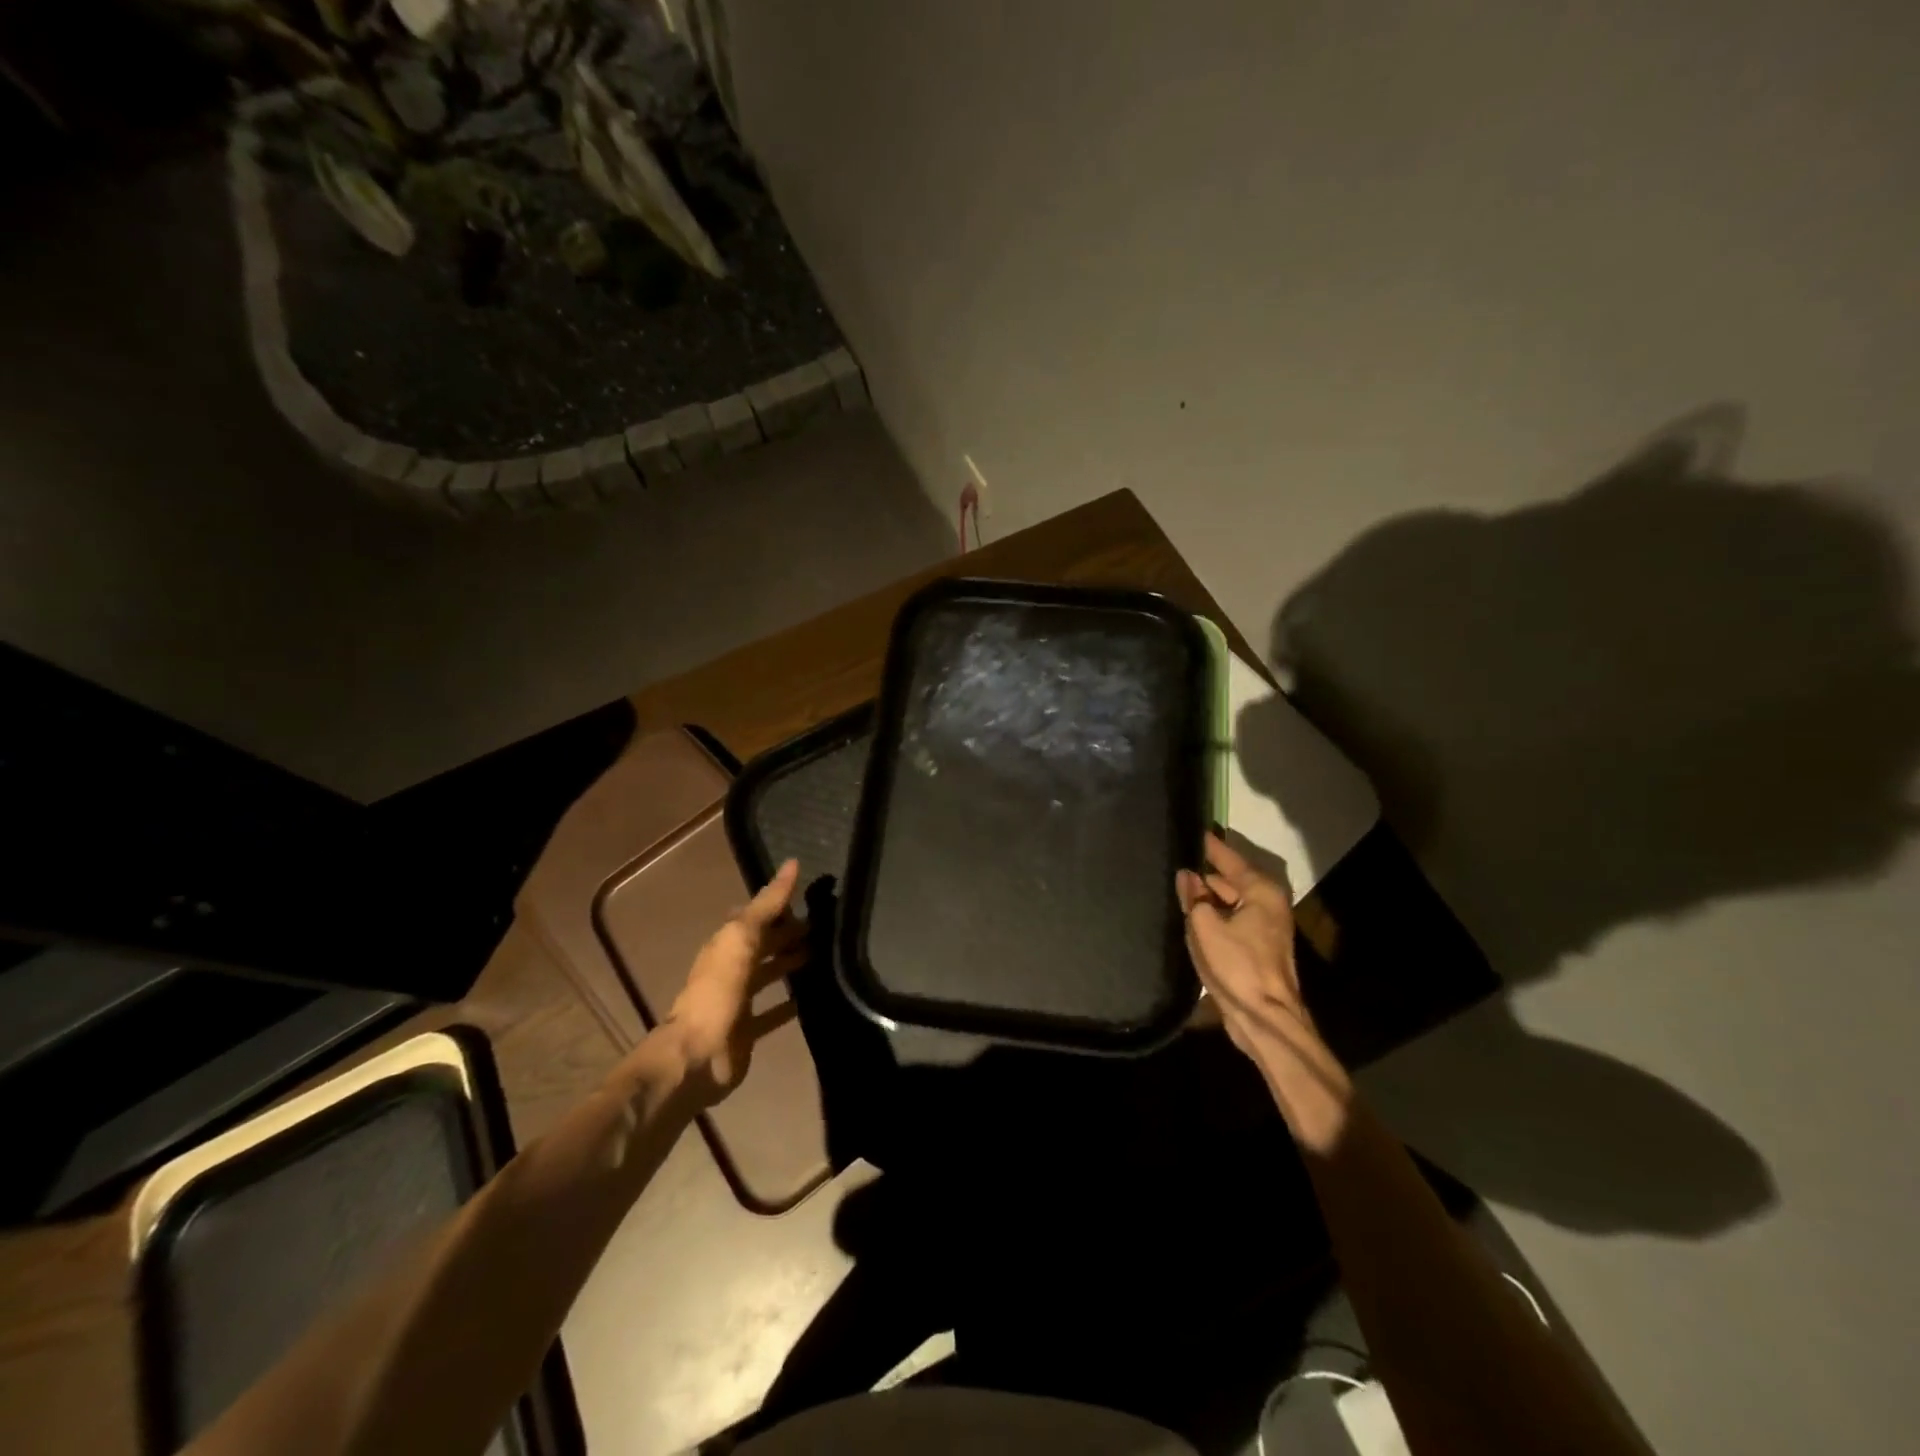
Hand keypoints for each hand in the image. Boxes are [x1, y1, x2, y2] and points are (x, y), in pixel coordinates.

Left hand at [659, 859, 805, 1107]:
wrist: (698, 1056)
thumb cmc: (718, 990)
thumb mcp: (741, 938)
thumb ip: (767, 904)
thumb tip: (791, 863)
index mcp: (727, 943)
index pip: (756, 915)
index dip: (779, 903)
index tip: (810, 894)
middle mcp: (732, 968)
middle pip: (764, 944)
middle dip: (789, 933)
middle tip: (825, 925)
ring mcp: (739, 1000)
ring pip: (770, 974)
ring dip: (791, 964)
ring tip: (824, 954)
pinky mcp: (748, 1030)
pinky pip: (774, 1012)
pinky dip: (790, 1004)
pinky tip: (812, 998)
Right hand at [1177, 833, 1352, 1150]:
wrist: (1264, 1018)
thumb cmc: (1237, 966)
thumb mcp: (1205, 926)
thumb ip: (1193, 897)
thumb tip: (1186, 875)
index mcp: (1261, 891)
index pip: (1229, 858)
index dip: (1209, 845)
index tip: (1191, 828)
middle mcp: (1267, 904)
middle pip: (1231, 879)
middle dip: (1205, 871)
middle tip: (1174, 858)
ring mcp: (1264, 927)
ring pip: (1229, 901)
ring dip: (1206, 895)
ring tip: (1175, 883)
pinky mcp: (1256, 948)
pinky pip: (1229, 920)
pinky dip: (1212, 915)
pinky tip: (1188, 914)